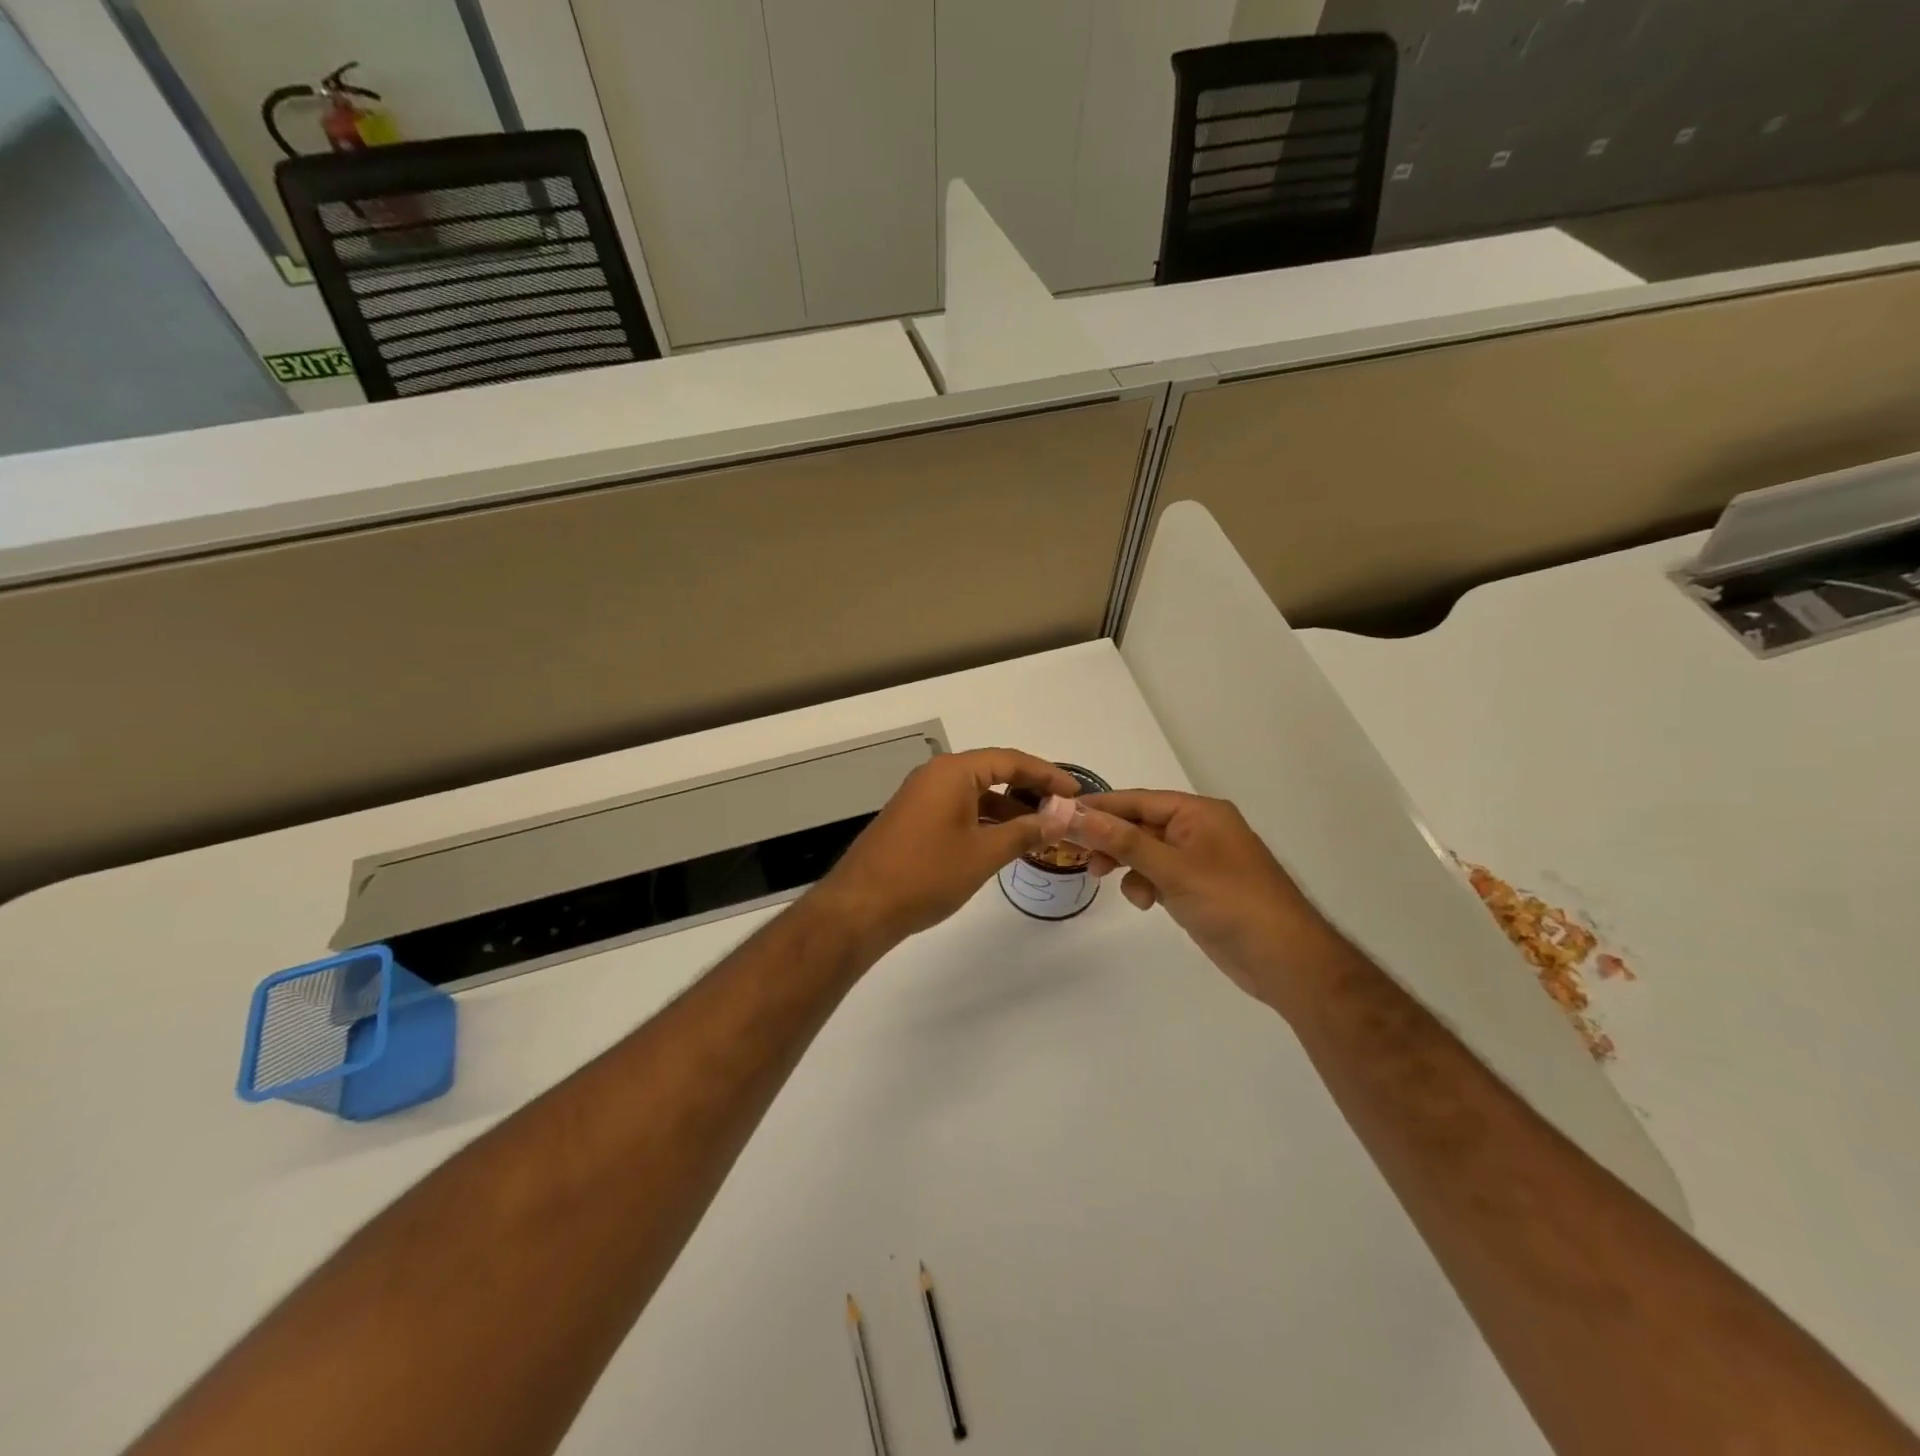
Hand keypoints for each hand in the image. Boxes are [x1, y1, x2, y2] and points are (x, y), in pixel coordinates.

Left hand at [813, 749, 1081, 951]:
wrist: (861, 908)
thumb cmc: (926, 875)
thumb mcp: (983, 853)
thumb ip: (1026, 831)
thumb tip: (1063, 816)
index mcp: (952, 772)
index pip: (1010, 760)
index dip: (1047, 774)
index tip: (1076, 792)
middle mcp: (935, 776)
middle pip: (993, 772)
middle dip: (1029, 790)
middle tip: (1063, 810)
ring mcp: (921, 798)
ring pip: (976, 794)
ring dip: (1008, 808)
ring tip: (1042, 829)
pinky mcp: (914, 820)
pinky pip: (959, 810)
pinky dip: (985, 821)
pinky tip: (1005, 841)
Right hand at [1064, 790, 1338, 1004]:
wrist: (1285, 960)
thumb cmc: (1232, 903)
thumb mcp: (1173, 869)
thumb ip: (1124, 841)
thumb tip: (1076, 814)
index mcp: (1200, 813)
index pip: (1138, 800)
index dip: (1100, 807)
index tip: (1060, 813)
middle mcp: (1199, 830)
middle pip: (1140, 824)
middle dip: (1111, 839)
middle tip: (1078, 854)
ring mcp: (1199, 860)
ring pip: (1146, 852)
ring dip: (1126, 864)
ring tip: (1105, 879)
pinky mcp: (1198, 888)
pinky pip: (1159, 875)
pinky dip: (1145, 884)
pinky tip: (1146, 903)